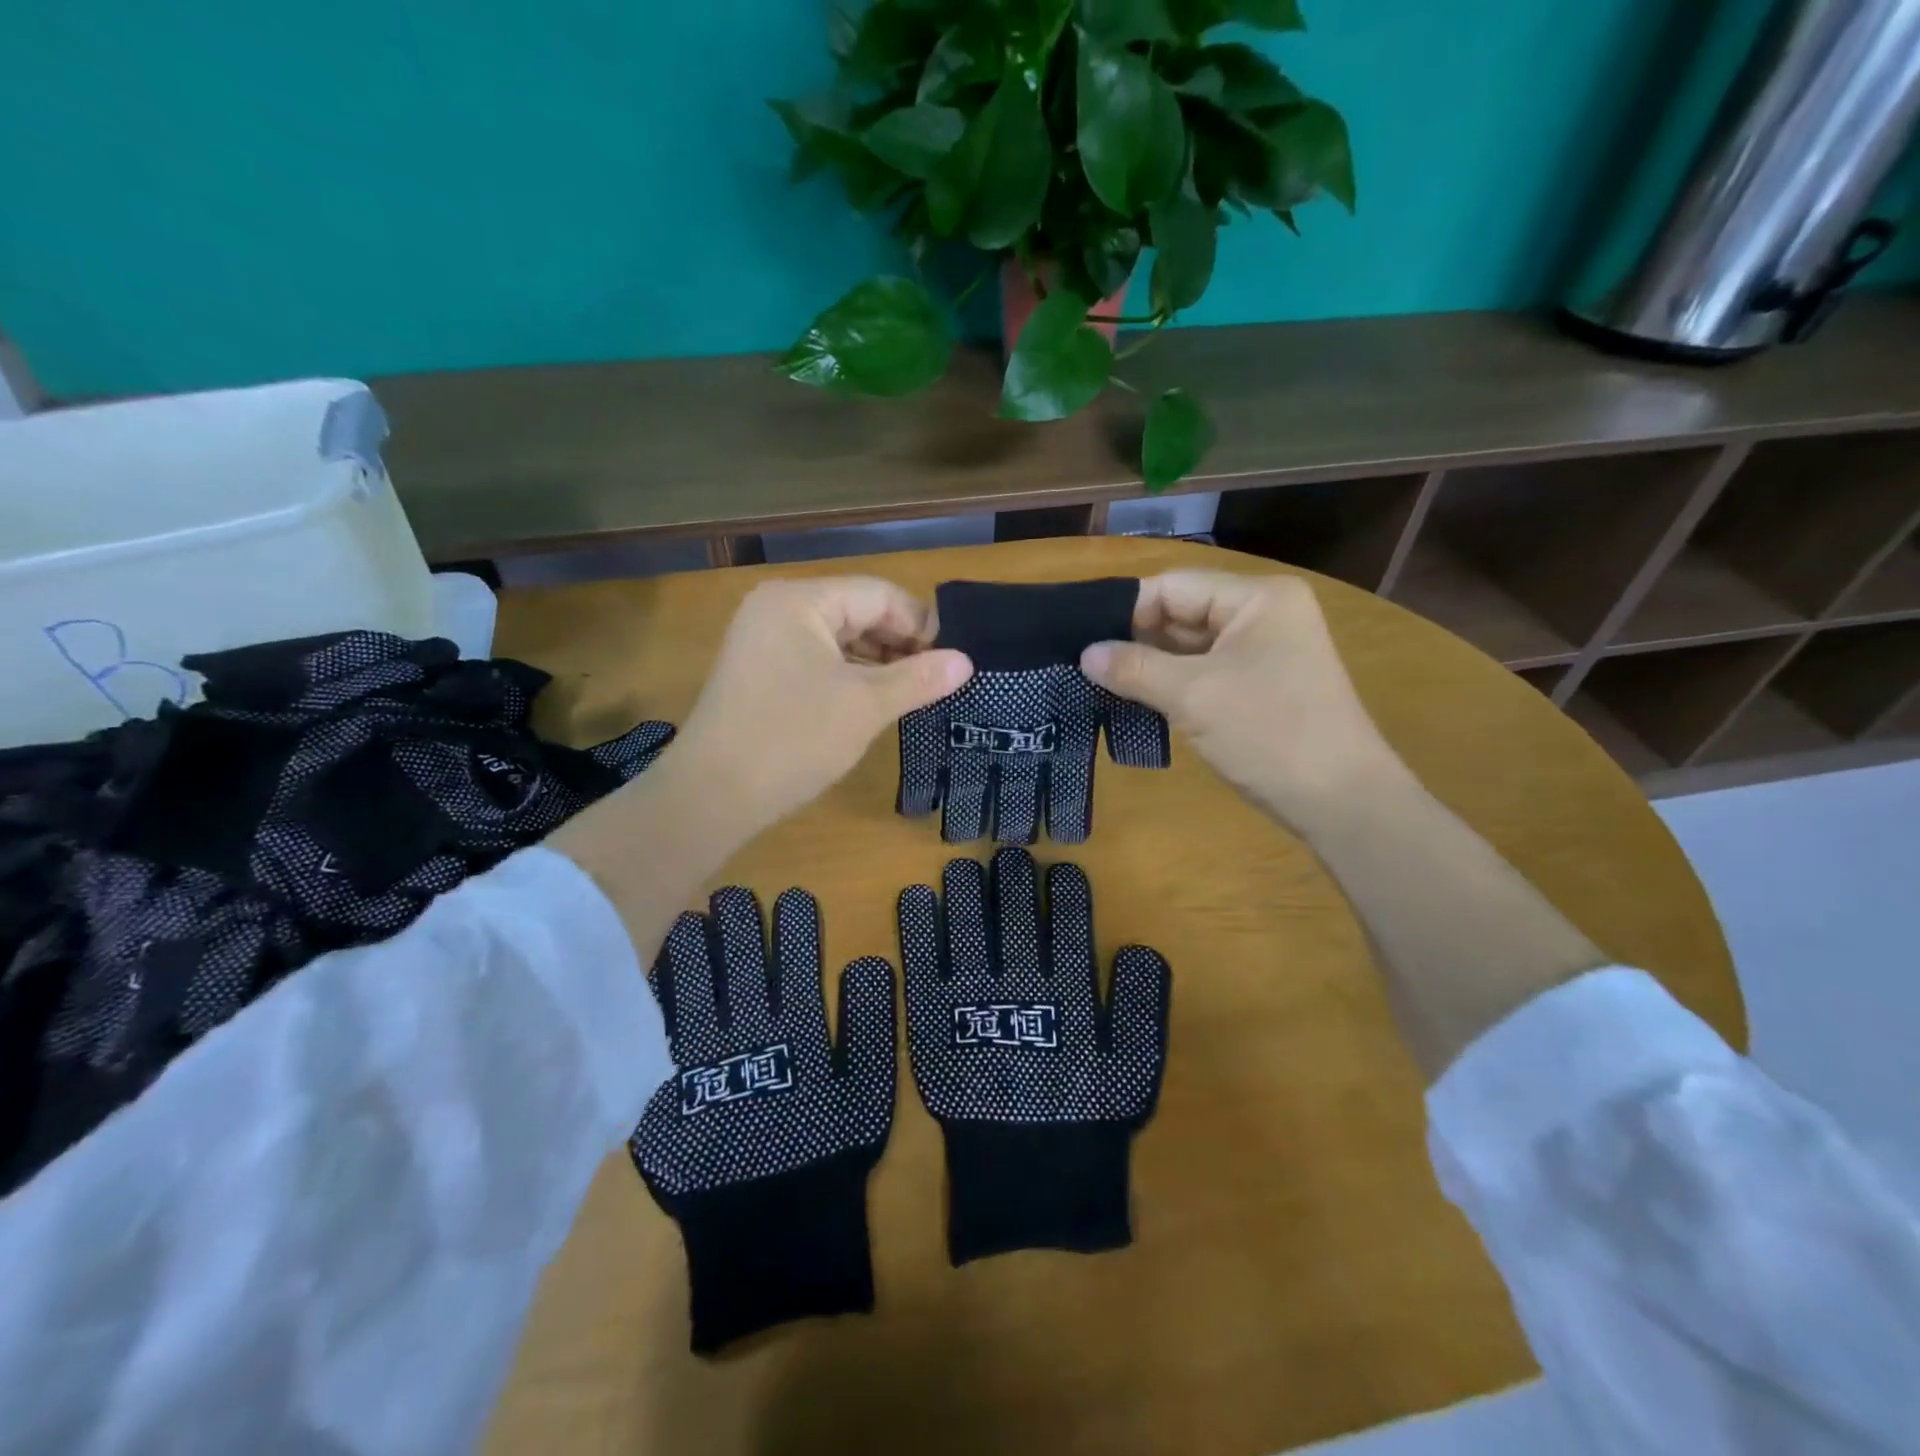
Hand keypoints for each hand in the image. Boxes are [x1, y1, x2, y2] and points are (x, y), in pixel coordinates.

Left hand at [667, 577, 972, 842]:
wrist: (712, 795)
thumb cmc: (793, 740)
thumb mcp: (865, 706)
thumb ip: (918, 679)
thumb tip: (966, 662)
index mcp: (800, 601)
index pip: (877, 595)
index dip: (920, 623)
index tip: (952, 660)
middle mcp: (777, 609)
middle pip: (856, 612)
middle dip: (899, 644)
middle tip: (935, 680)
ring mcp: (762, 640)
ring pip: (837, 639)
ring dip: (876, 662)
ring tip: (910, 693)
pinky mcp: (758, 671)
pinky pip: (816, 660)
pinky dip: (848, 676)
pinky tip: (872, 701)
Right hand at [1080, 570, 1411, 829]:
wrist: (1340, 801)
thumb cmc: (1270, 733)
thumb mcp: (1194, 696)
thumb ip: (1135, 668)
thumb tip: (1085, 654)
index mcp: (1257, 599)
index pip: (1174, 587)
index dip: (1127, 611)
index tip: (1082, 640)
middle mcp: (1262, 615)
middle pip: (1182, 614)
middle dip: (1135, 639)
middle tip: (1083, 664)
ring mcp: (1263, 652)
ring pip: (1190, 647)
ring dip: (1150, 665)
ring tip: (1099, 683)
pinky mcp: (1258, 686)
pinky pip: (1203, 673)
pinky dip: (1171, 685)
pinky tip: (1135, 699)